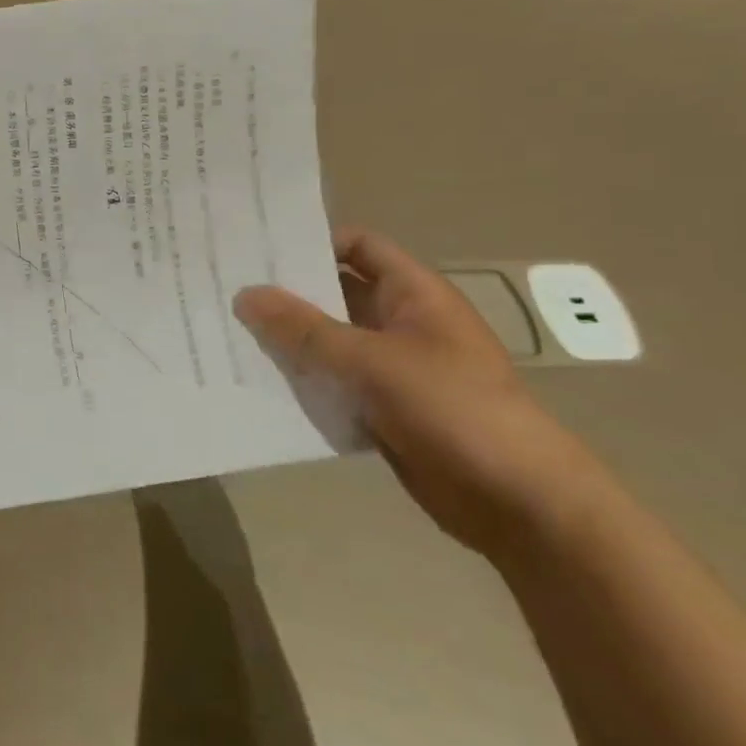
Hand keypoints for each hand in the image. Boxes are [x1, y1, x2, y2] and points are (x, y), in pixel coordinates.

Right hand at [233, 229, 599, 557]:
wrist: (518, 503)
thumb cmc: (453, 409)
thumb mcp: (372, 361)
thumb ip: (304, 329)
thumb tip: (245, 295)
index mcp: (414, 294)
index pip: (358, 246)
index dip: (312, 242)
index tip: (259, 251)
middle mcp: (402, 322)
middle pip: (335, 293)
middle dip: (287, 295)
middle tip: (227, 291)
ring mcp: (393, 367)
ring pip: (330, 342)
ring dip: (290, 342)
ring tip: (230, 335)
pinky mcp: (384, 408)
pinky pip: (334, 384)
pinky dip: (303, 382)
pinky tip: (260, 383)